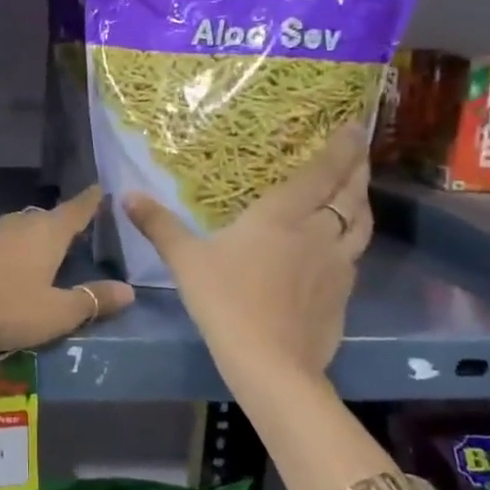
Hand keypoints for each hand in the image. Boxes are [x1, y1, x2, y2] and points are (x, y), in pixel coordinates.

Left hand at [0, 185, 133, 360]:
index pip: (75, 210)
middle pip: (46, 217)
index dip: (90, 201)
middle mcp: (19, 226)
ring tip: (46, 243)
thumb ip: (92, 300)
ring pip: (21, 226)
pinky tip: (12, 261)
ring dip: (35, 232)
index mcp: (47, 233)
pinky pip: (2, 241)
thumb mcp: (57, 312)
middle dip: (62, 220)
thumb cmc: (6, 307)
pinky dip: (14, 246)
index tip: (100, 188)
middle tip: (78, 227)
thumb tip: (130, 290)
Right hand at [124, 126, 370, 381]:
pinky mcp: (344, 294)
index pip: (320, 173)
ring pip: (360, 223)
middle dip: (358, 168)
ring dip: (362, 201)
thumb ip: (159, 225)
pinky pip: (355, 254)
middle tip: (362, 149)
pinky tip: (343, 245)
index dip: (340, 148)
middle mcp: (318, 232)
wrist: (270, 363)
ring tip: (360, 188)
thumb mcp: (185, 260)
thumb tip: (127, 195)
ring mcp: (337, 265)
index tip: (355, 126)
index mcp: (282, 216)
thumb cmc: (225, 301)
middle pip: (349, 193)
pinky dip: (354, 238)